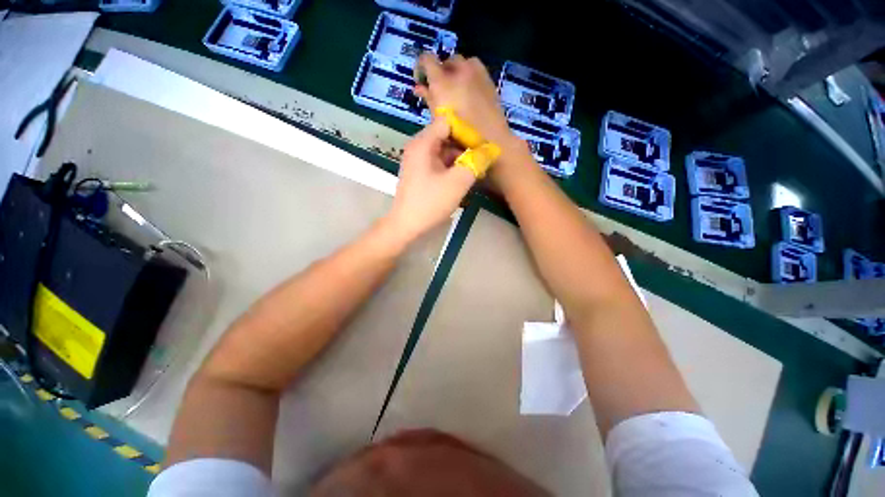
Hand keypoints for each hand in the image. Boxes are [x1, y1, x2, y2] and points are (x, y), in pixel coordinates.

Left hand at [385, 119, 475, 242]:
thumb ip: (476, 163)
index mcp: (423, 143)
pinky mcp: (419, 174)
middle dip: (465, 147)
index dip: (466, 131)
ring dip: (460, 160)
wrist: (406, 226)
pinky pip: (438, 164)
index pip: (448, 122)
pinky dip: (451, 169)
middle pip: (446, 137)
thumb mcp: (457, 182)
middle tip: (482, 161)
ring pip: (443, 152)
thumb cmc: (430, 202)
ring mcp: (417, 161)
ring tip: (475, 172)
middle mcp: (418, 147)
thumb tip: (491, 149)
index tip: (481, 147)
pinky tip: (462, 180)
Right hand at [415, 54, 515, 148]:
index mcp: (443, 82)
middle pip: (446, 61)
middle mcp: (459, 70)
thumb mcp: (439, 118)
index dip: (422, 67)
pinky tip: (469, 92)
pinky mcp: (488, 77)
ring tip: (456, 90)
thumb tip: (419, 87)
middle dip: (441, 72)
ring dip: (456, 72)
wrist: (491, 138)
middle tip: (440, 89)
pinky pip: (475, 68)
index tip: (422, 80)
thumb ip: (428, 99)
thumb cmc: (461, 134)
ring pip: (462, 62)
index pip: (427, 59)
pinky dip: (468, 76)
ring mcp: (476, 72)